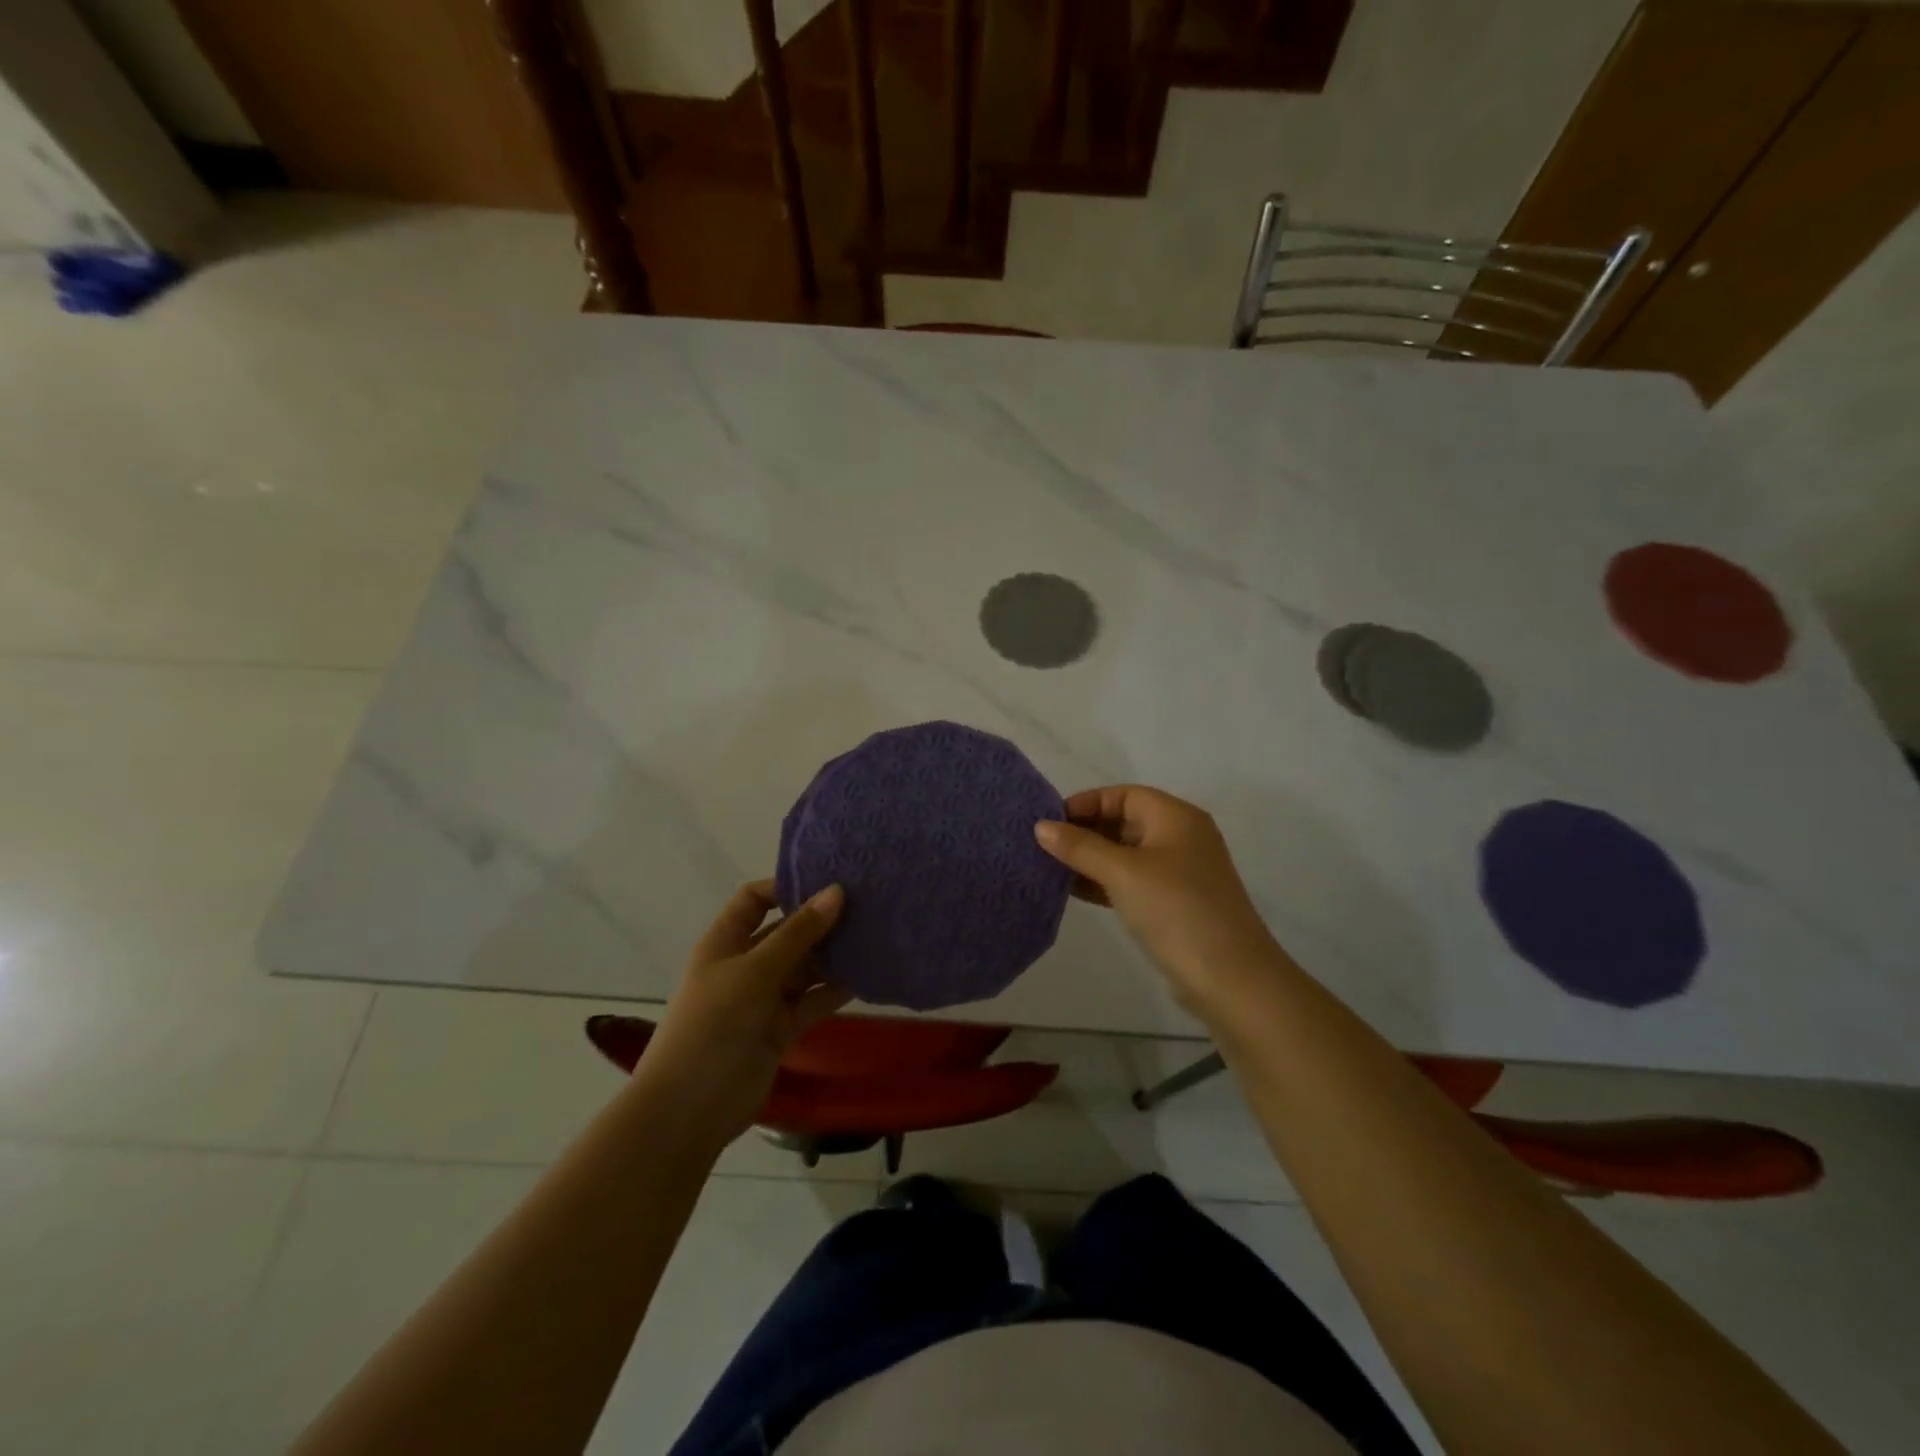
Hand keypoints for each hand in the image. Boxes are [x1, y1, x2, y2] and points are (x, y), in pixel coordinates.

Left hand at [635, 880, 850, 1146]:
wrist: (689, 1110)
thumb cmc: (713, 1026)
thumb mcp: (754, 972)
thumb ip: (798, 934)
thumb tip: (836, 891)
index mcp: (725, 942)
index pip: (754, 900)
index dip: (786, 887)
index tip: (828, 881)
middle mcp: (745, 964)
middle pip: (786, 932)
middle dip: (821, 920)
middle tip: (867, 905)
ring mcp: (764, 998)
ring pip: (805, 967)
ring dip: (834, 955)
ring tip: (876, 935)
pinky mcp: (781, 1028)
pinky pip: (813, 1000)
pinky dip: (836, 990)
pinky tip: (868, 976)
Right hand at [1035, 786, 1284, 1011]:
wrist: (1231, 978)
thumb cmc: (1176, 910)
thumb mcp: (1123, 873)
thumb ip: (1080, 847)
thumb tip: (1041, 826)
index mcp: (1176, 817)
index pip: (1124, 794)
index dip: (1086, 803)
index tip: (1050, 821)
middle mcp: (1180, 837)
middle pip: (1124, 821)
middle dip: (1084, 831)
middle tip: (1044, 846)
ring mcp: (1179, 872)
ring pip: (1125, 854)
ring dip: (1090, 859)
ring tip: (1050, 868)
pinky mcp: (1174, 903)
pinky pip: (1131, 881)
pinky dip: (1104, 882)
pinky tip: (1073, 891)